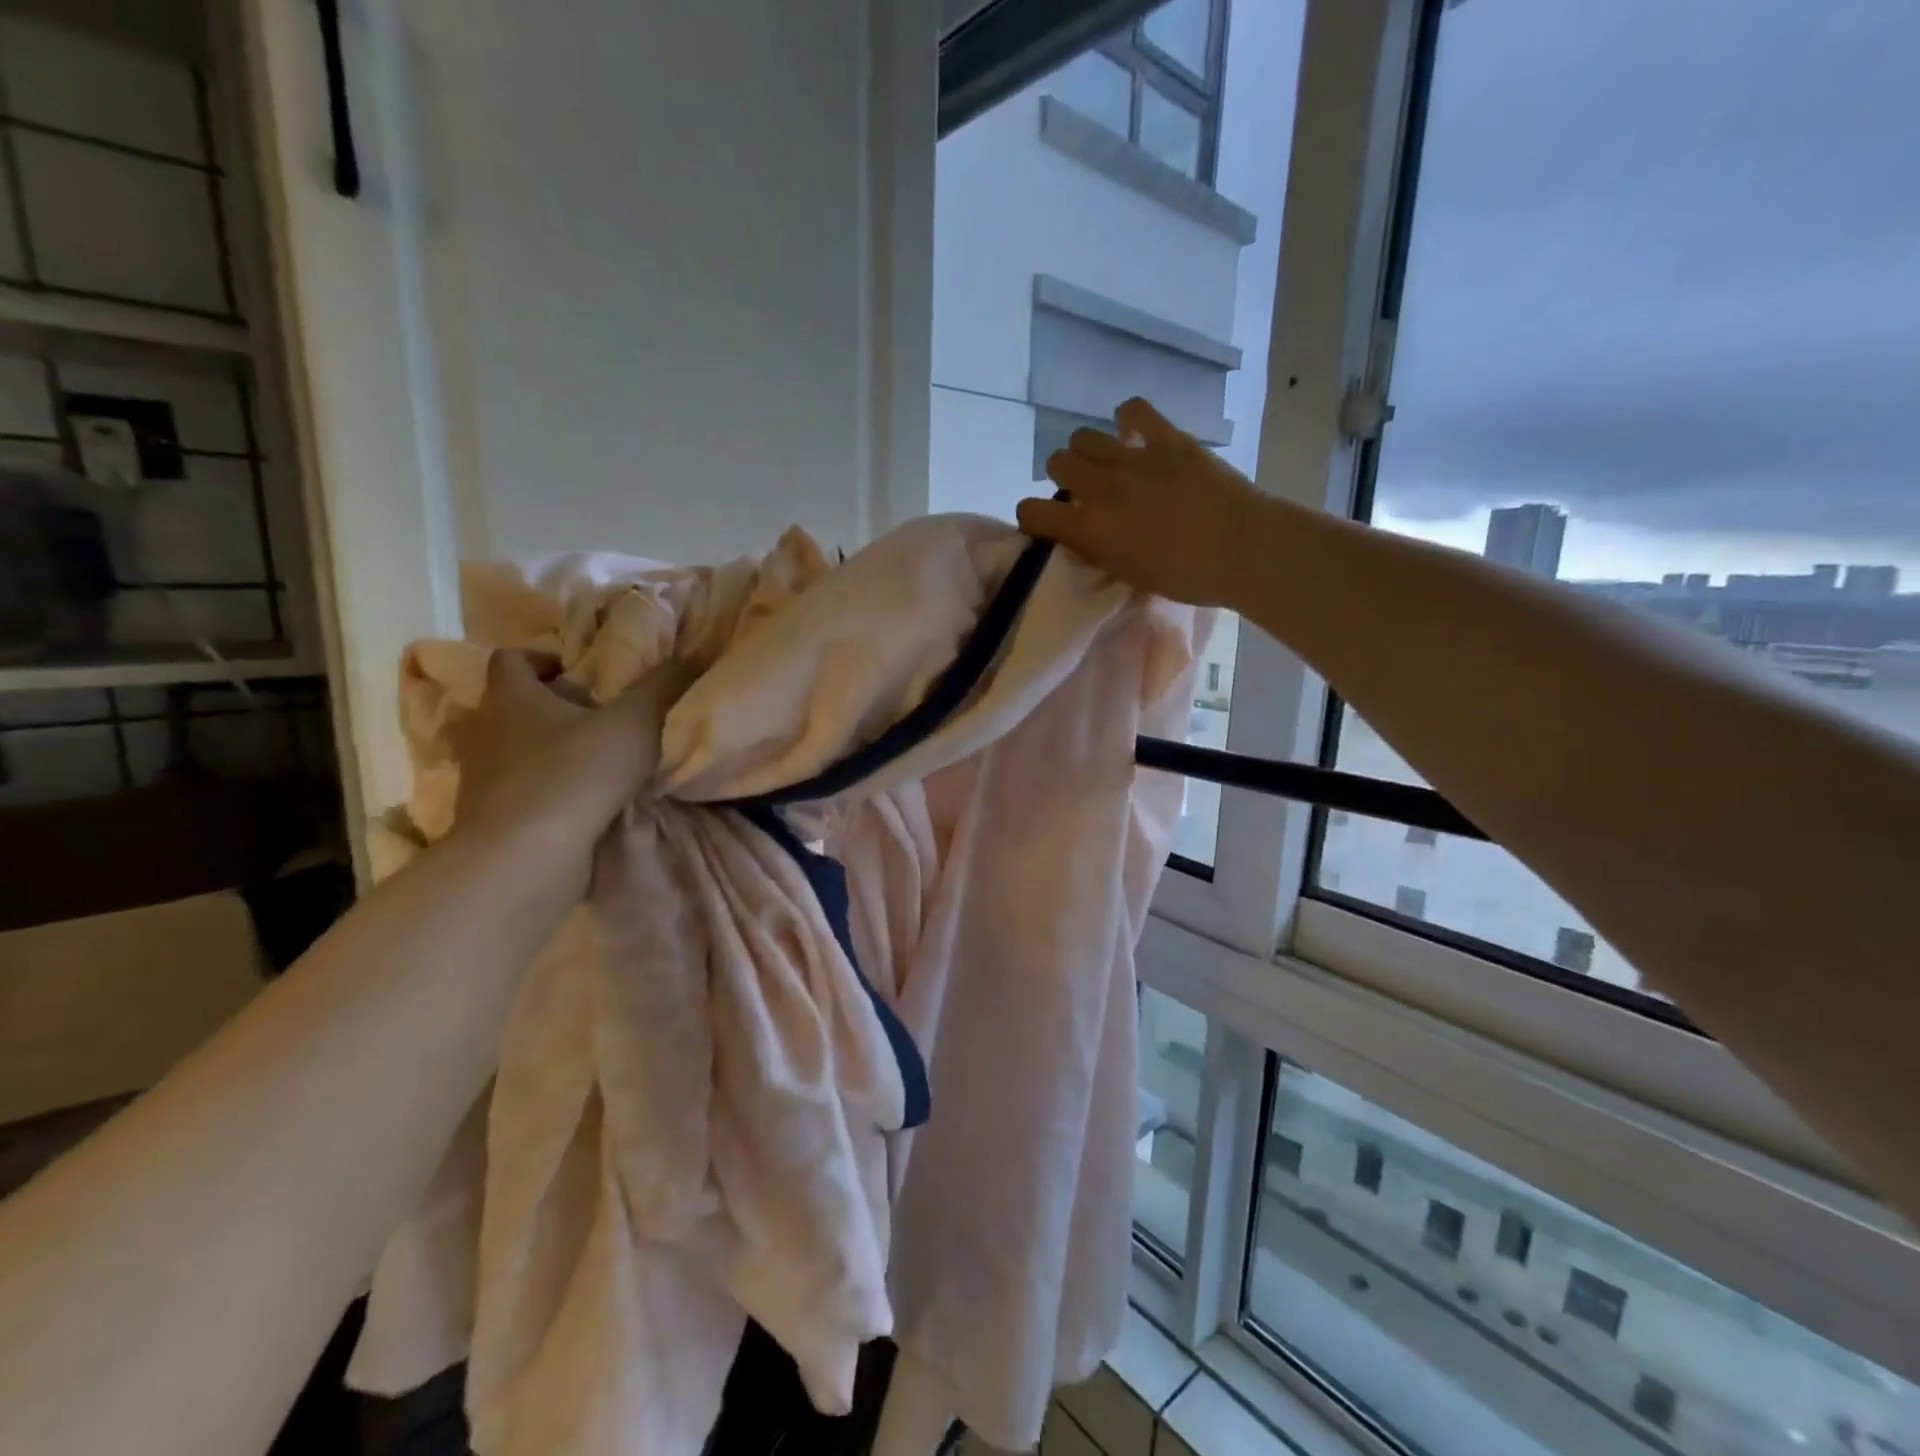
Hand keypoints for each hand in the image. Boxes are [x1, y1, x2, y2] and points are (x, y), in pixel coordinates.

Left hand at [451, 651, 685, 850]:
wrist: (525, 858)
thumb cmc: (575, 774)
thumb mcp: (636, 723)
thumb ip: (664, 687)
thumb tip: (693, 653)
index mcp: (511, 697)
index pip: (511, 659)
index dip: (543, 659)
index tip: (578, 674)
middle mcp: (486, 730)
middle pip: (512, 705)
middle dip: (550, 707)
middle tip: (595, 717)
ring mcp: (482, 777)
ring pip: (513, 750)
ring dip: (547, 751)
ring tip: (593, 761)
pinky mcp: (489, 817)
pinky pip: (518, 790)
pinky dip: (545, 790)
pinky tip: (582, 802)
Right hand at [1017, 397, 1267, 607]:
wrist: (1244, 549)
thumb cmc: (1187, 577)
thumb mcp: (1130, 574)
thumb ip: (1099, 550)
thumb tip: (1083, 534)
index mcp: (1091, 528)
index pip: (1031, 511)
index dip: (1033, 517)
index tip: (1049, 524)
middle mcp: (1102, 488)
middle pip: (1057, 462)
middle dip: (1064, 477)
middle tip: (1086, 492)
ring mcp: (1135, 459)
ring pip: (1084, 435)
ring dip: (1089, 451)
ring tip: (1108, 464)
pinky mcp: (1167, 439)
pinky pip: (1134, 410)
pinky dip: (1128, 419)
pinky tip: (1133, 433)